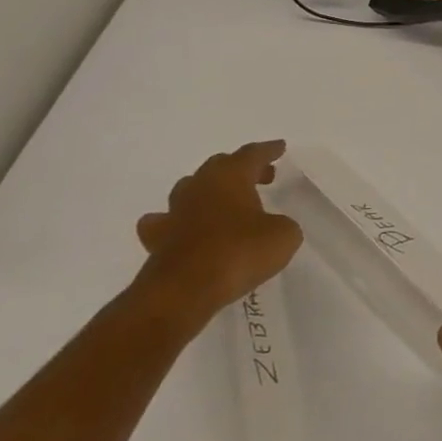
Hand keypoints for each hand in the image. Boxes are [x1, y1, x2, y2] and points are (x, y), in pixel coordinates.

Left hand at [132, 141, 300, 330]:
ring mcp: (174, 213)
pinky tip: (184, 227)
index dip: (269, 150)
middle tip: (262, 176)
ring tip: (226, 200)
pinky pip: (165, 222)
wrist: (183, 292)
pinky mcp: (157, 241)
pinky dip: (178, 221)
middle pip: (220, 165)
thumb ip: (282, 224)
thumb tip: (272, 226)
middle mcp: (199, 187)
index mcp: (231, 177)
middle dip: (242, 168)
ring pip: (191, 188)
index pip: (252, 154)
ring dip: (209, 190)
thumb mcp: (284, 235)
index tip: (280, 147)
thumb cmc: (239, 253)